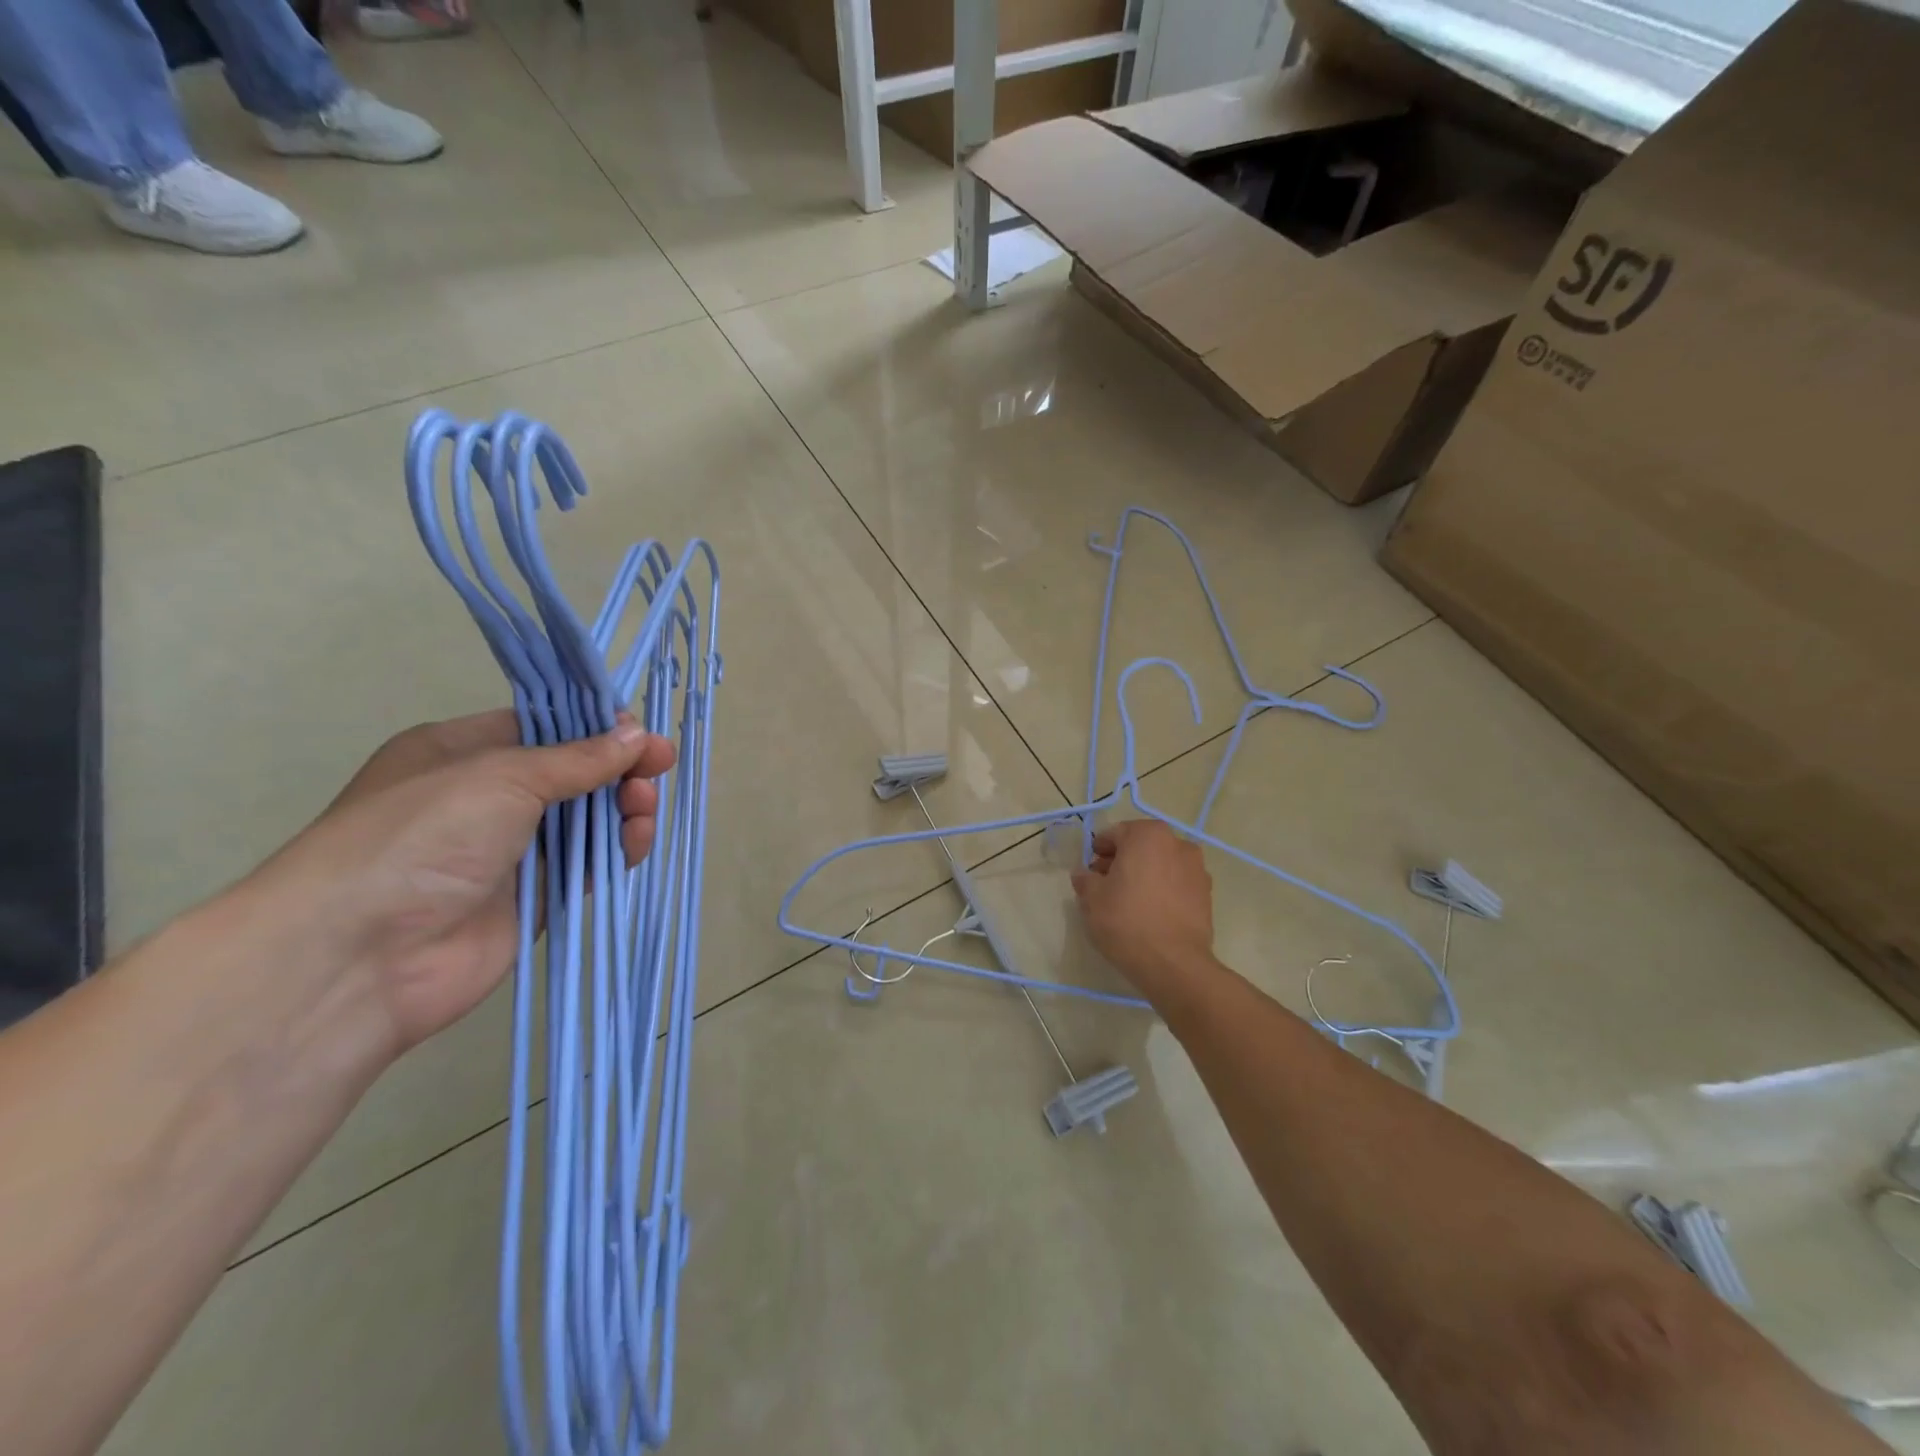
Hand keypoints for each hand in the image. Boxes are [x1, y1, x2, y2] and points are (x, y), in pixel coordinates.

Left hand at [252, 710, 674, 1052]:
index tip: (641, 732)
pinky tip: (636, 838)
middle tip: (658, 768)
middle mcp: (486, 798)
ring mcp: (510, 850)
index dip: (595, 726)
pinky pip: (587, 863)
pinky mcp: (534, 896)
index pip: (542, 727)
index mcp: (461, 752)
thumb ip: (578, 758)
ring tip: (644, 807)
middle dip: (618, 767)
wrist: (360, 956)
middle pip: (572, 772)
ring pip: (586, 818)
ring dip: (622, 806)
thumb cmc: (421, 837)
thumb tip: (637, 735)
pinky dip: (617, 848)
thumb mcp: (502, 776)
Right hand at [1071, 819, 1217, 1003]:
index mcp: (1148, 835)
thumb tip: (1084, 875)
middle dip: (1122, 861)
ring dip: (1144, 875)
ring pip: (1161, 864)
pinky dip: (1163, 890)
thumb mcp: (1092, 899)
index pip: (1115, 834)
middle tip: (1106, 885)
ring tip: (1129, 902)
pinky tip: (1150, 913)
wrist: (1173, 964)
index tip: (1090, 870)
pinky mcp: (1207, 894)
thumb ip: (1085, 880)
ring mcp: (1197, 869)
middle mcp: (1177, 843)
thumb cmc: (1126, 921)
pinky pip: (1177, 884)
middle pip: (1141, 847)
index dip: (1099, 851)